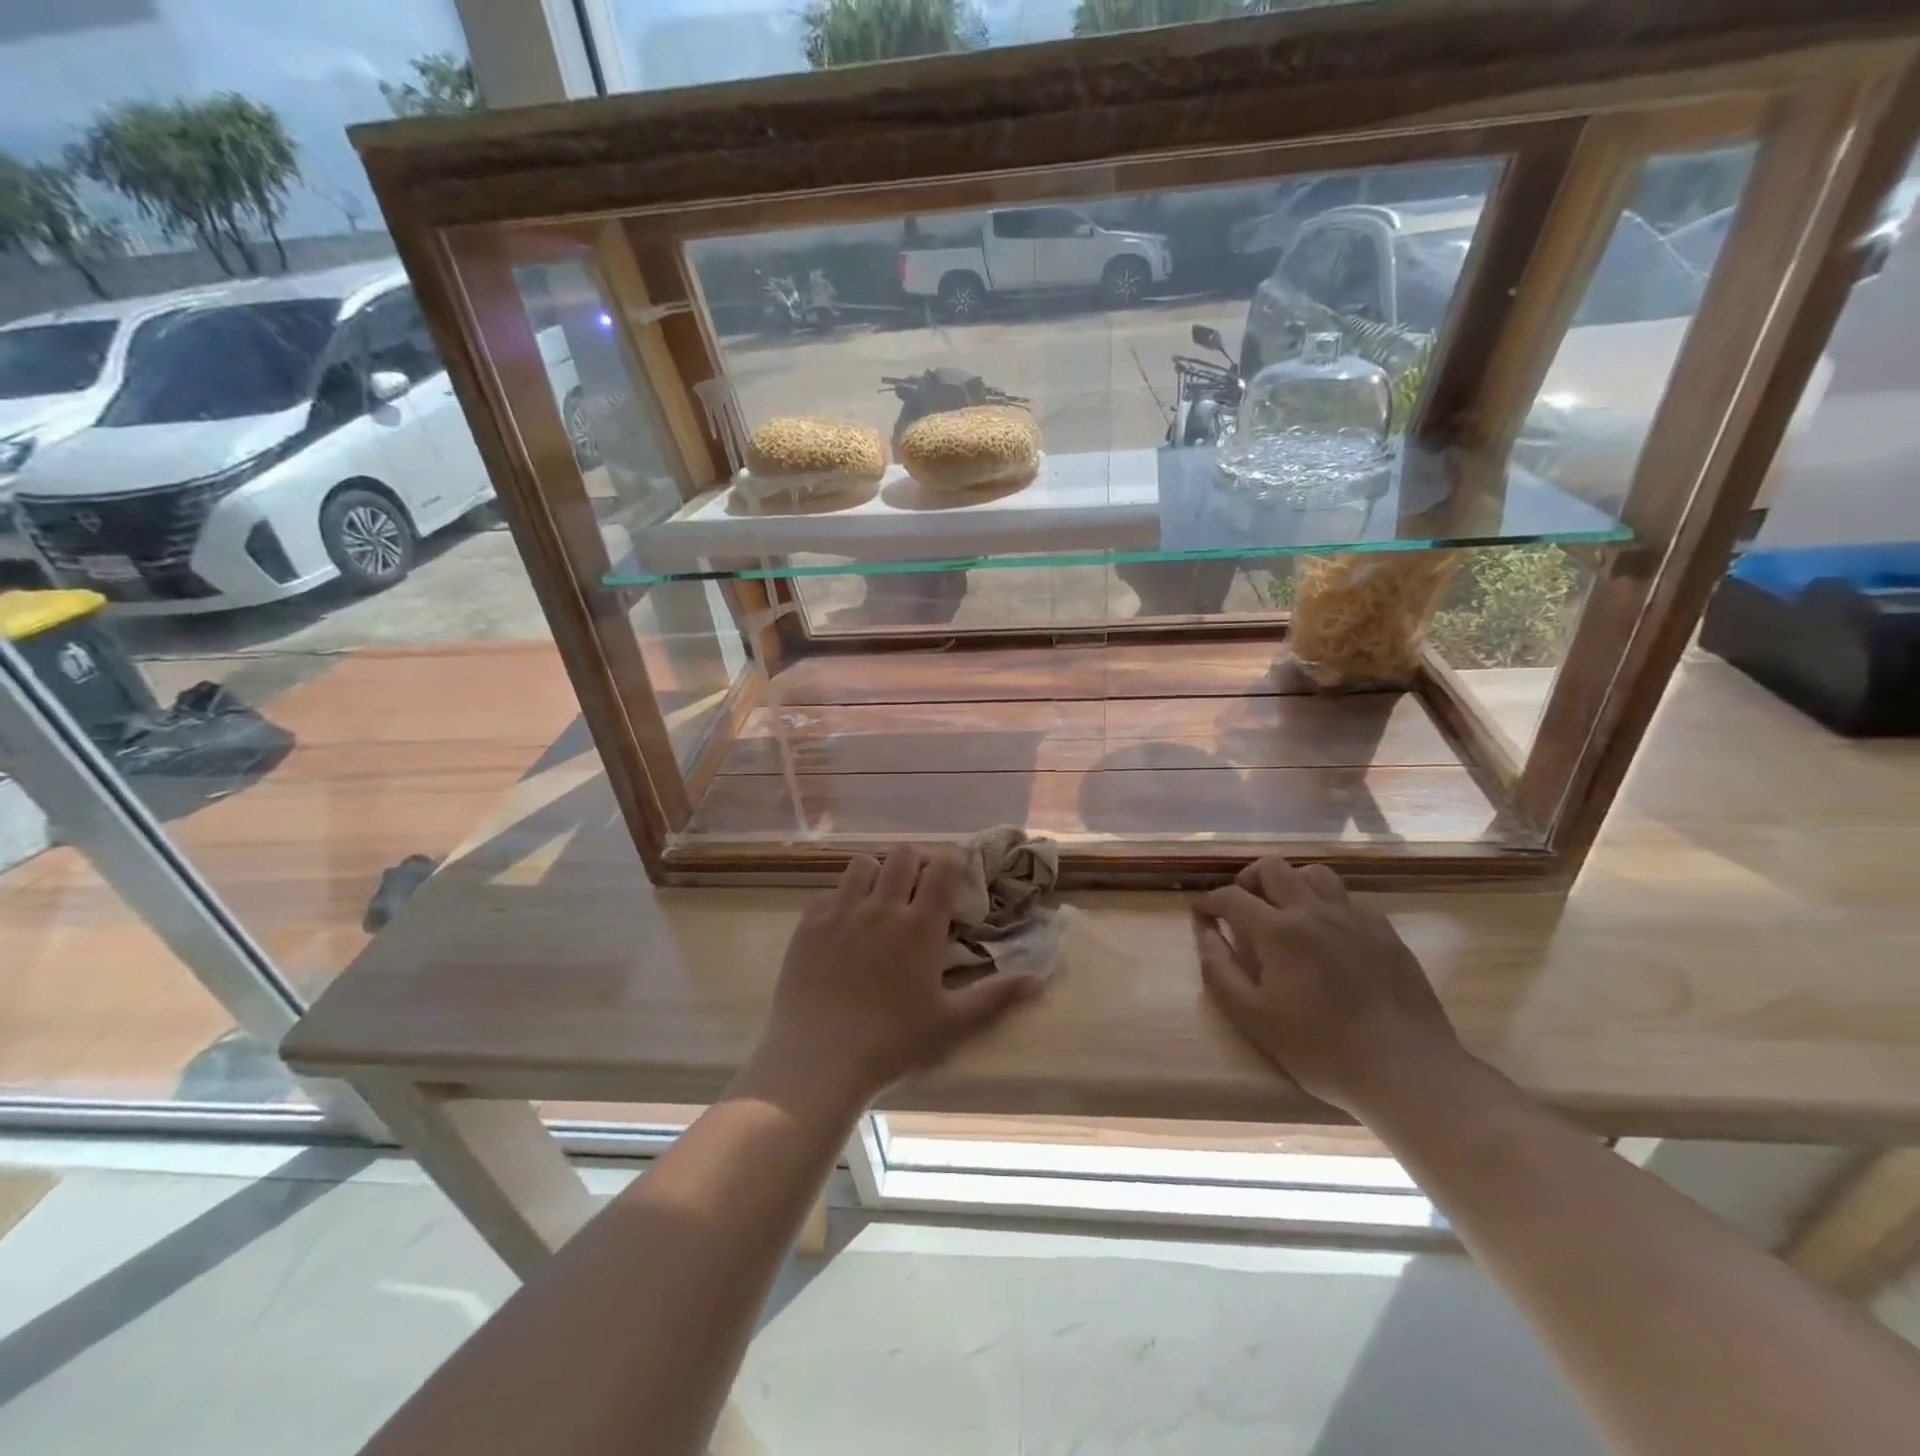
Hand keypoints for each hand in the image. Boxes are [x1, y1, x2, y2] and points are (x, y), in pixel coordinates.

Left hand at [756, 845, 1041, 1108]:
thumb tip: (1040, 981)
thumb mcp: (952, 1023)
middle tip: (920, 887)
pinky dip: (843, 900)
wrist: (818, 1060)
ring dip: (878, 874)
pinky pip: (829, 893)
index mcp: (919, 926)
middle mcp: (881, 907)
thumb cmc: (892, 1043)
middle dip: (916, 862)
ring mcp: (840, 913)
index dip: (953, 859)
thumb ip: (996, 997)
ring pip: (863, 864)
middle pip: (902, 855)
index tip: (957, 870)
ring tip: (880, 900)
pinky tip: (844, 928)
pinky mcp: (808, 925)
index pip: (942, 866)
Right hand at [1192, 856, 1469, 1117]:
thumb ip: (1220, 970)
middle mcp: (1313, 911)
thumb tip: (1205, 933)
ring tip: (1285, 910)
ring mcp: (1354, 918)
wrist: (1407, 1070)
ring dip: (1291, 883)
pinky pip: (1348, 900)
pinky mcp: (1384, 931)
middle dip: (1248, 880)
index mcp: (1278, 931)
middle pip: (1273, 868)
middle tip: (1242, 905)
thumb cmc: (1321, 1049)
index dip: (1209, 901)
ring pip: (1314, 873)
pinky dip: (1326, 905)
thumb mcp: (1253, 1018)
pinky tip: (1327, 934)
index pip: (1231, 896)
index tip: (1201, 912)